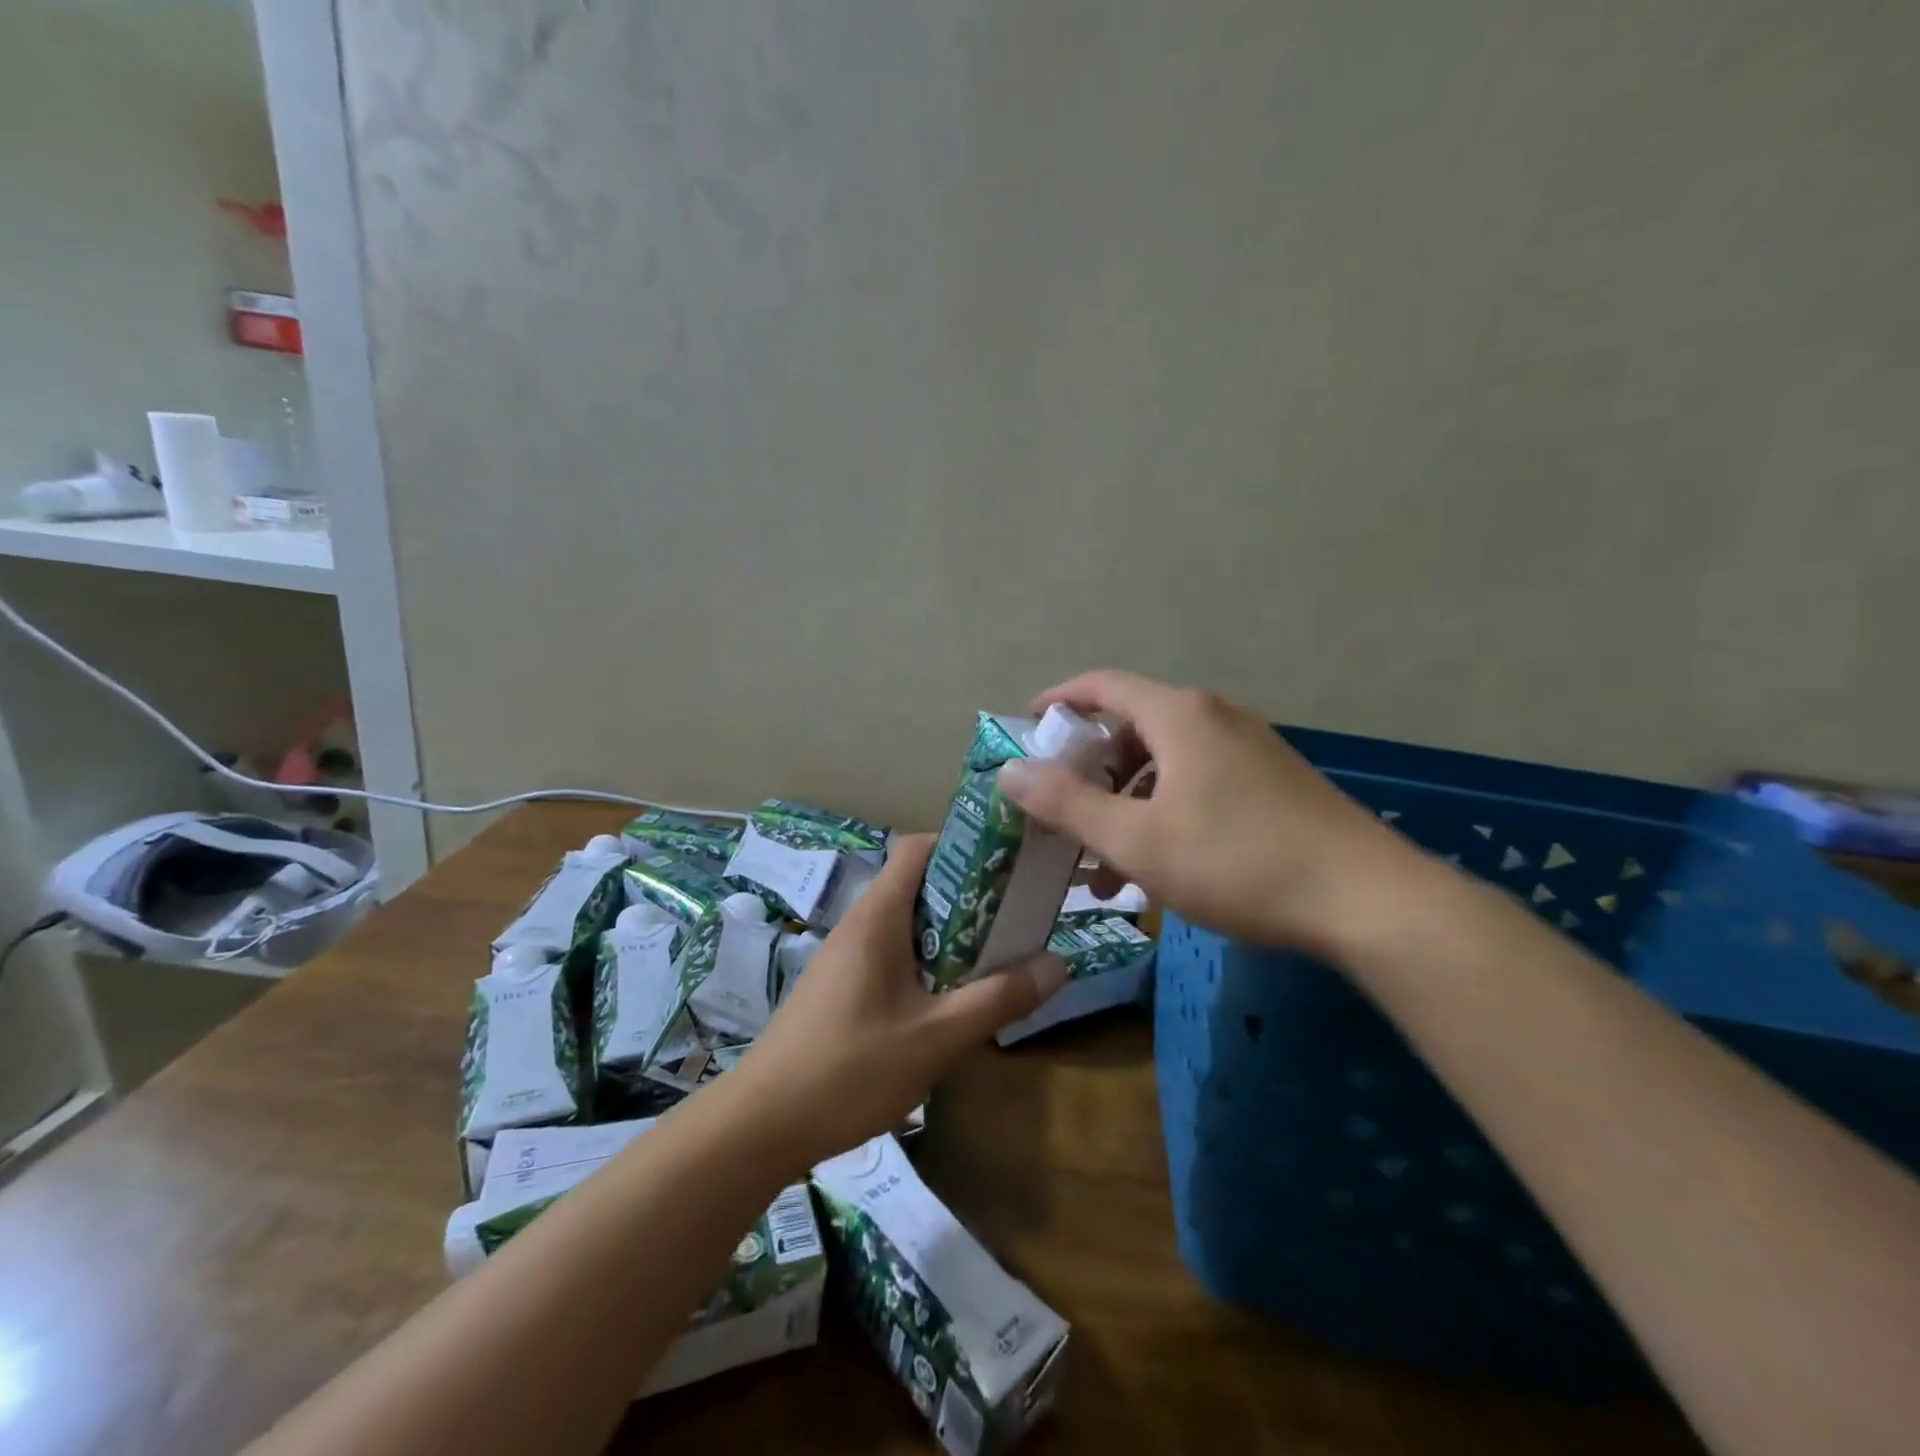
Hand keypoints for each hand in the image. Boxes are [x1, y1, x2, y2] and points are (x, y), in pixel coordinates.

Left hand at [728, 834, 1066, 1169]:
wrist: (762, 1124)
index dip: (963, 846)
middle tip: (1017, 919)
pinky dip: (927, 962)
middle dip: (969, 896)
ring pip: (908, 924)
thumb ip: (998, 999)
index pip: (919, 848)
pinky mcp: (841, 986)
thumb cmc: (850, 1069)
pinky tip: (949, 1000)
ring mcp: (847, 956)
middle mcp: (860, 923)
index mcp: (878, 916)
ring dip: (951, 934)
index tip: (1007, 868)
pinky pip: (893, 954)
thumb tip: (1059, 963)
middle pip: (919, 884)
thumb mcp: (936, 1037)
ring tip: (995, 958)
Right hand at [997, 669, 1419, 955]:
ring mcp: (1249, 748)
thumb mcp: (1136, 839)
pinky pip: (1198, 781)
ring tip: (1102, 861)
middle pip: (1132, 725)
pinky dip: (1164, 810)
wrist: (1366, 899)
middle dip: (1089, 767)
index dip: (1059, 699)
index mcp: (1179, 716)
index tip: (1028, 725)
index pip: (1102, 685)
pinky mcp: (1272, 781)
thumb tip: (1008, 771)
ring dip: (1126, 801)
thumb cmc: (1236, 861)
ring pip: (1166, 762)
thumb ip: (1067, 803)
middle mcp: (1214, 718)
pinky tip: (1158, 865)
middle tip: (1060, 808)